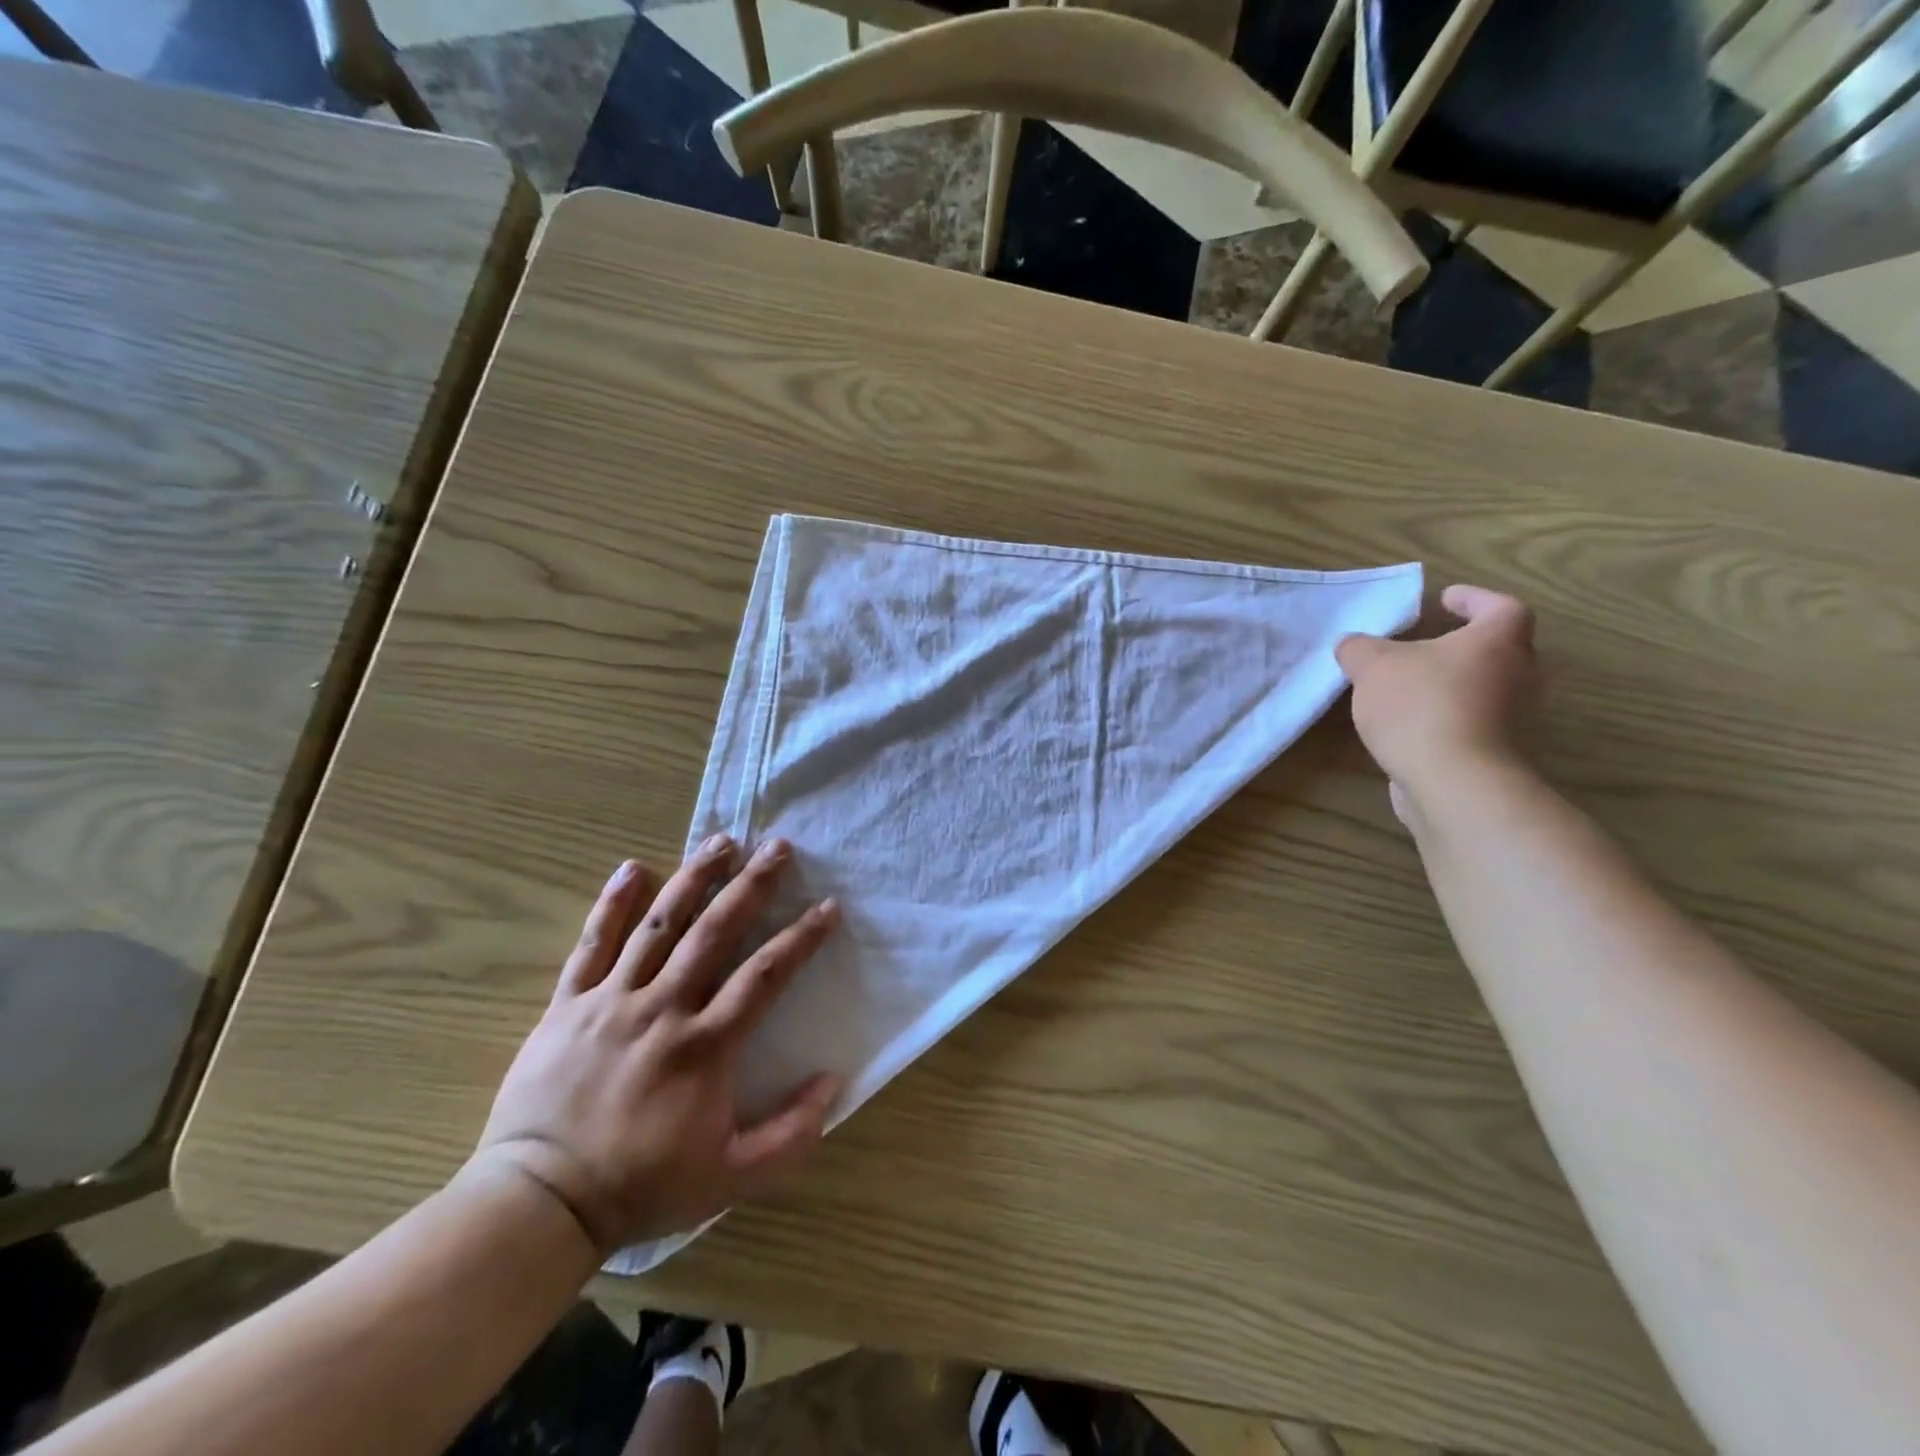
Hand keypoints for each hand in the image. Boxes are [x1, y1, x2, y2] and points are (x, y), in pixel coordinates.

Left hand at [470, 837, 841, 1255]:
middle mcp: (663, 1009)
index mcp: (705, 1046)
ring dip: (694, 879)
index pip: (766, 976)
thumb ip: (791, 1133)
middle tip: (778, 847)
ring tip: (721, 842)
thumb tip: (833, 1081)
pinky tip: (633, 868)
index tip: (829, 907)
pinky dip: (612, 904)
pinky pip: (592, 944)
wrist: (541, 1204)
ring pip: (659, 925)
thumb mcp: (732, 1177)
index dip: (802, 938)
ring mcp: (612, 1001)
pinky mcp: (568, 1004)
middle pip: (715, 932)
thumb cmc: (642, 1186)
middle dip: (752, 885)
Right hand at [1334, 584, 1536, 821]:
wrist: (1452, 781)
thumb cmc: (1420, 706)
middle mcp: (1520, 675)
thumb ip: (1359, 648)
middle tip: (1428, 644)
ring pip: (1488, 689)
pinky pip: (1474, 723)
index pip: (1500, 607)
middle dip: (1465, 645)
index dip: (1475, 599)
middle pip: (1501, 650)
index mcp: (1498, 641)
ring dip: (1455, 684)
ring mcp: (1514, 718)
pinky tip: (1411, 726)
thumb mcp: (1372, 665)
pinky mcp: (1498, 753)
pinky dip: (1449, 718)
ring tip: (1411, 687)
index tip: (1445, 599)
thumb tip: (1352, 645)